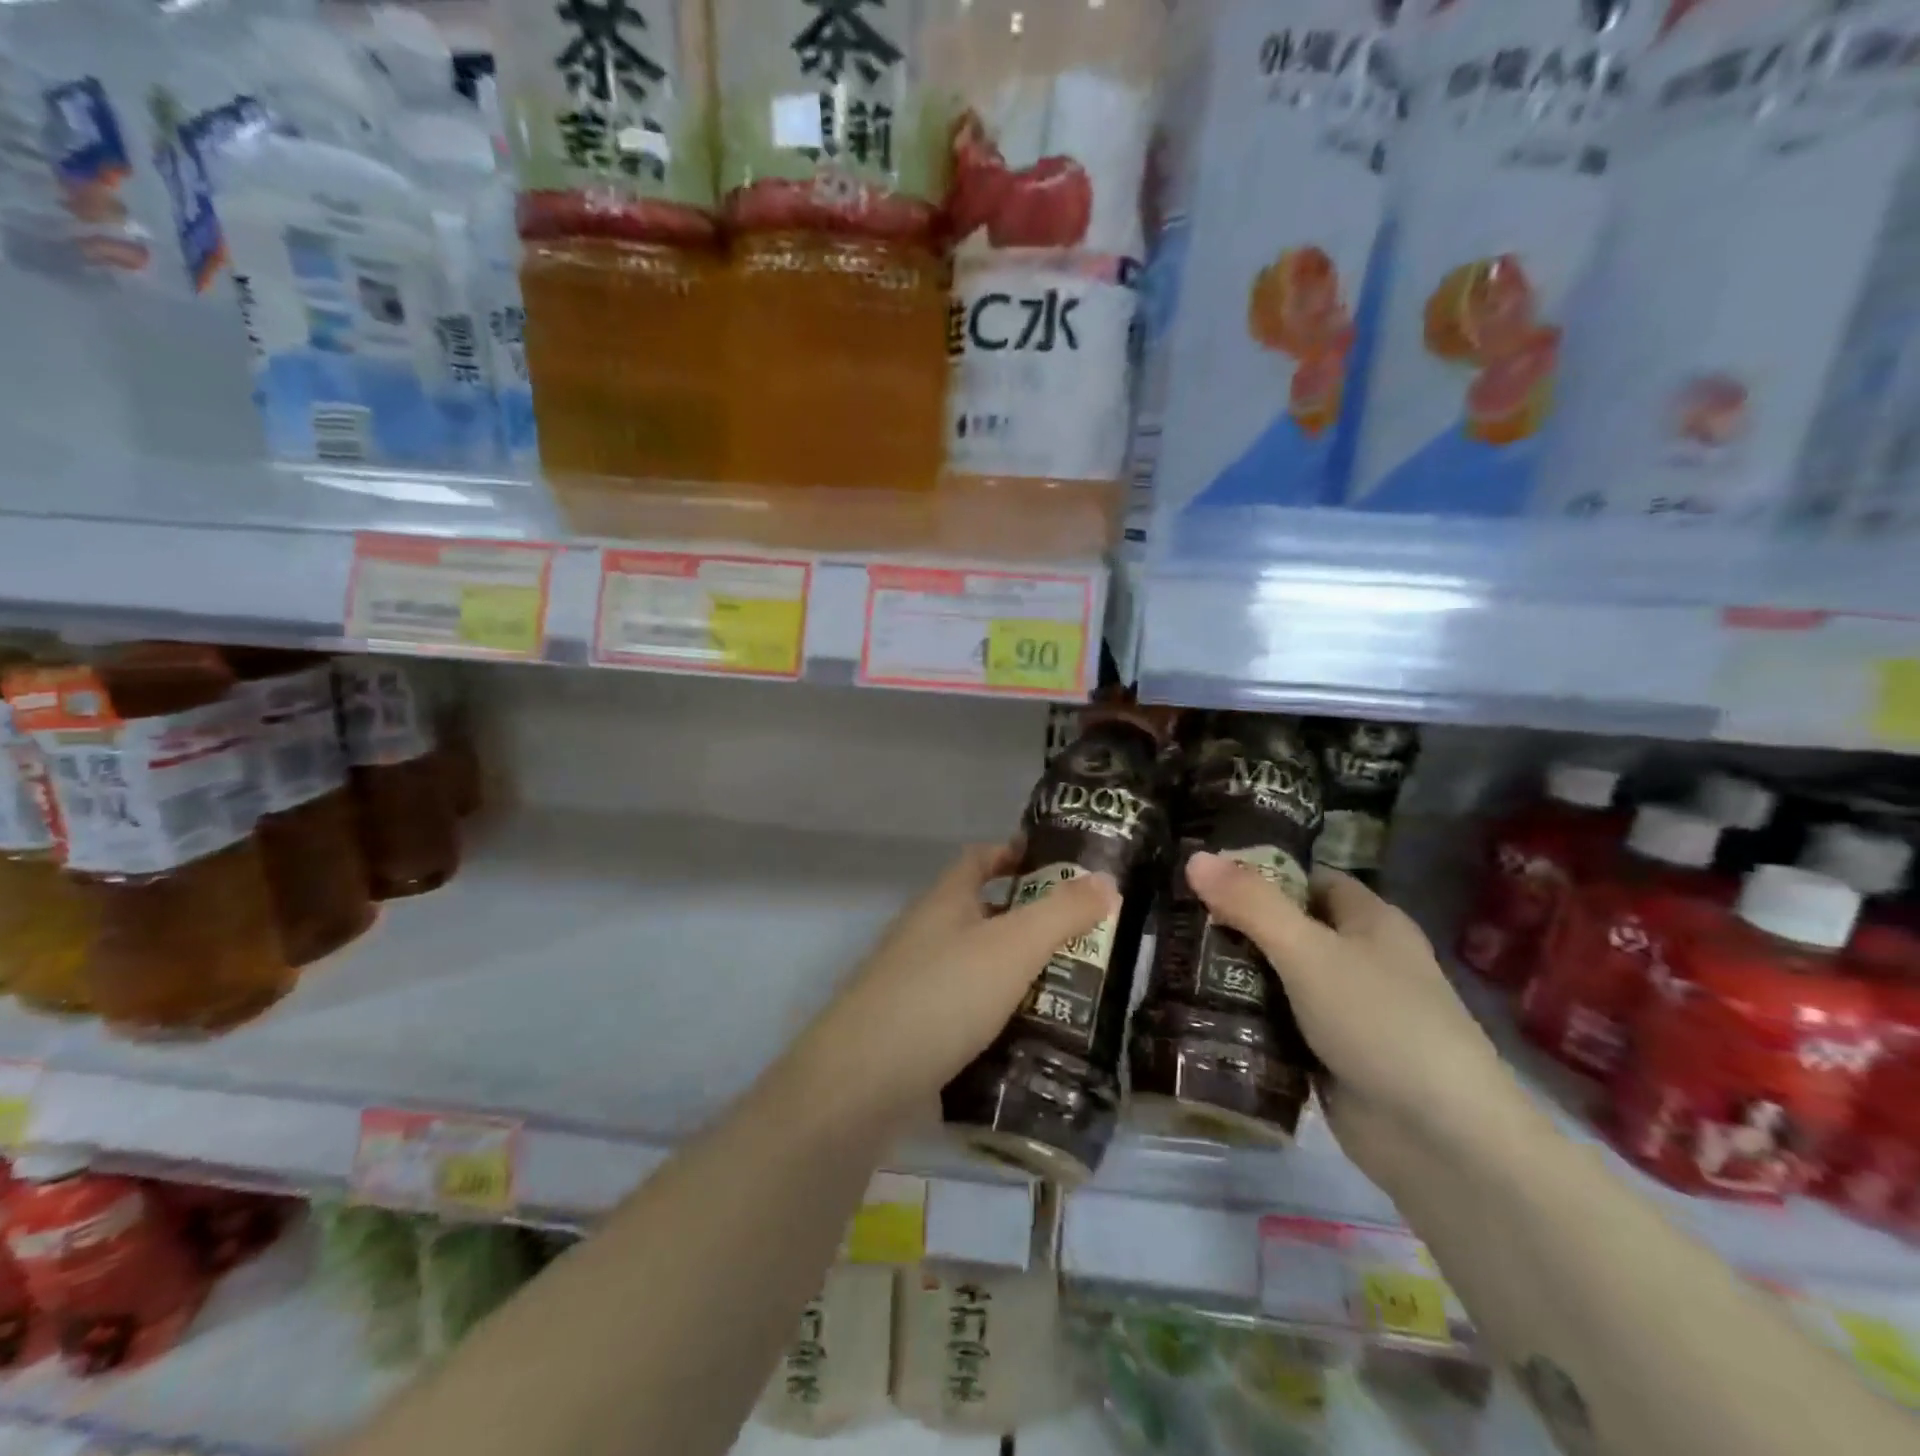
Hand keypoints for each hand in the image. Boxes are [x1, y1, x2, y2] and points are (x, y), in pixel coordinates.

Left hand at [785, 843, 1118, 1129]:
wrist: (863, 1081)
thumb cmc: (943, 994)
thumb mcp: (1013, 946)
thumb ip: (1062, 913)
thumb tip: (1106, 880)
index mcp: (944, 901)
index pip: (979, 859)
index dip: (1015, 854)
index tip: (1058, 864)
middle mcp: (925, 935)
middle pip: (981, 914)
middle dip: (1029, 922)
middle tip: (1085, 939)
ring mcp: (914, 984)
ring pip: (976, 967)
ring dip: (1017, 974)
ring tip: (1072, 992)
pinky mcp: (913, 1032)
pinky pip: (965, 1012)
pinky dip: (998, 1017)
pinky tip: (1030, 1039)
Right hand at [1183, 854, 1525, 1177]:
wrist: (1440, 1140)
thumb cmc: (1379, 1022)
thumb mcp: (1308, 951)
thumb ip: (1251, 904)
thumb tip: (1195, 857)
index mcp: (1369, 921)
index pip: (1306, 878)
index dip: (1258, 871)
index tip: (1202, 874)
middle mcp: (1359, 959)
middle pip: (1286, 927)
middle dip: (1234, 924)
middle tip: (1173, 918)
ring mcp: (1344, 1010)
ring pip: (1276, 978)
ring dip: (1233, 974)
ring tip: (1170, 959)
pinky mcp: (1327, 1054)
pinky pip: (1276, 1023)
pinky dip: (1244, 1018)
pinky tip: (1196, 1010)